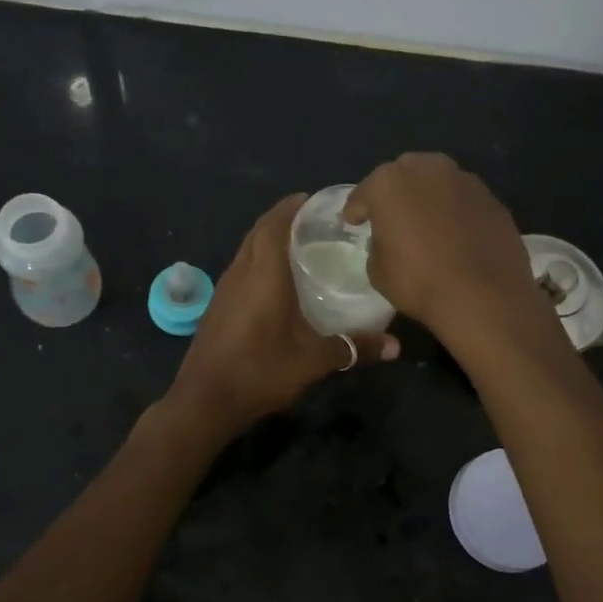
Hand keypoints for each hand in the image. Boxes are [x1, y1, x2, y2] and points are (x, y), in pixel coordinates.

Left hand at [167, 194, 398, 437]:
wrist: (205, 401)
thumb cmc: (261, 370)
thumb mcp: (313, 361)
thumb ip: (354, 348)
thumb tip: (396, 347)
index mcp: (263, 274)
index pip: (275, 224)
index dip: (292, 207)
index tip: (314, 200)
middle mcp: (241, 272)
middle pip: (259, 231)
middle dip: (283, 219)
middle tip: (314, 222)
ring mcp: (225, 289)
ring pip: (247, 250)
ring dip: (268, 240)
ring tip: (300, 247)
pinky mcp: (218, 306)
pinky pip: (241, 269)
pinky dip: (258, 262)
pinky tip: (277, 283)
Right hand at [343, 153, 546, 349]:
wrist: (483, 296)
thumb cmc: (418, 281)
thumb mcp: (377, 270)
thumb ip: (377, 244)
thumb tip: (388, 240)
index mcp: (390, 183)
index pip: (364, 193)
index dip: (356, 209)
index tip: (352, 222)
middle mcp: (428, 170)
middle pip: (404, 175)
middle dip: (395, 193)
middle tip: (390, 216)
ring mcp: (465, 181)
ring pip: (438, 183)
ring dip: (428, 198)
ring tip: (425, 223)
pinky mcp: (492, 200)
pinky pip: (463, 202)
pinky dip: (455, 212)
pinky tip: (455, 235)